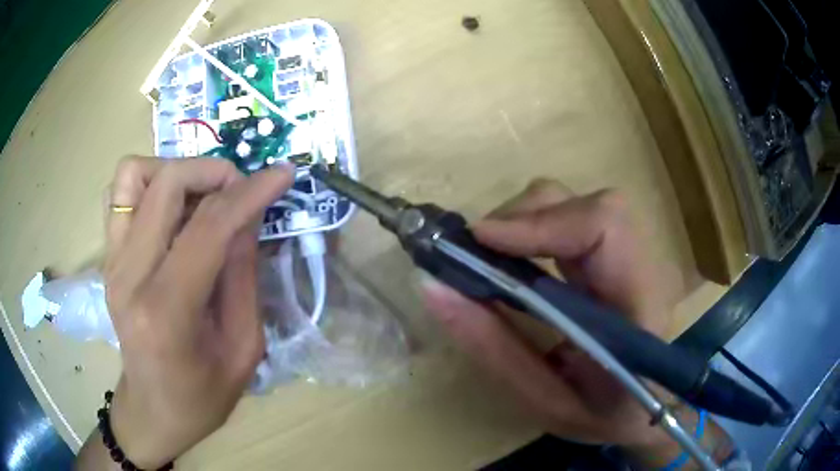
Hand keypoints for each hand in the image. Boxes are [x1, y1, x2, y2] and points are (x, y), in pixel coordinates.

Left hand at [77, 156, 292, 468]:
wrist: (153, 410)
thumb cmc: (202, 395)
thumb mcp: (243, 348)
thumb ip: (243, 276)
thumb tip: (249, 215)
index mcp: (166, 311)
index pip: (208, 227)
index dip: (250, 193)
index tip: (283, 175)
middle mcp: (129, 276)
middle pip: (167, 183)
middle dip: (213, 172)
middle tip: (239, 191)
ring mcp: (111, 263)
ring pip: (134, 174)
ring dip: (175, 172)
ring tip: (200, 197)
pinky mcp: (107, 258)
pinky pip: (120, 193)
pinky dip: (150, 185)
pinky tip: (171, 212)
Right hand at [422, 180, 684, 451]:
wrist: (646, 409)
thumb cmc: (601, 414)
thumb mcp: (543, 400)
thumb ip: (491, 346)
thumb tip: (431, 284)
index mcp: (640, 307)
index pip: (604, 227)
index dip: (541, 223)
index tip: (481, 242)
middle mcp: (643, 266)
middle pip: (585, 204)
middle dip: (523, 218)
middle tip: (475, 255)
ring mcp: (633, 254)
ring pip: (575, 203)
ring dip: (525, 220)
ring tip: (490, 259)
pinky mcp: (615, 254)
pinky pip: (571, 219)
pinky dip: (533, 228)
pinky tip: (515, 258)